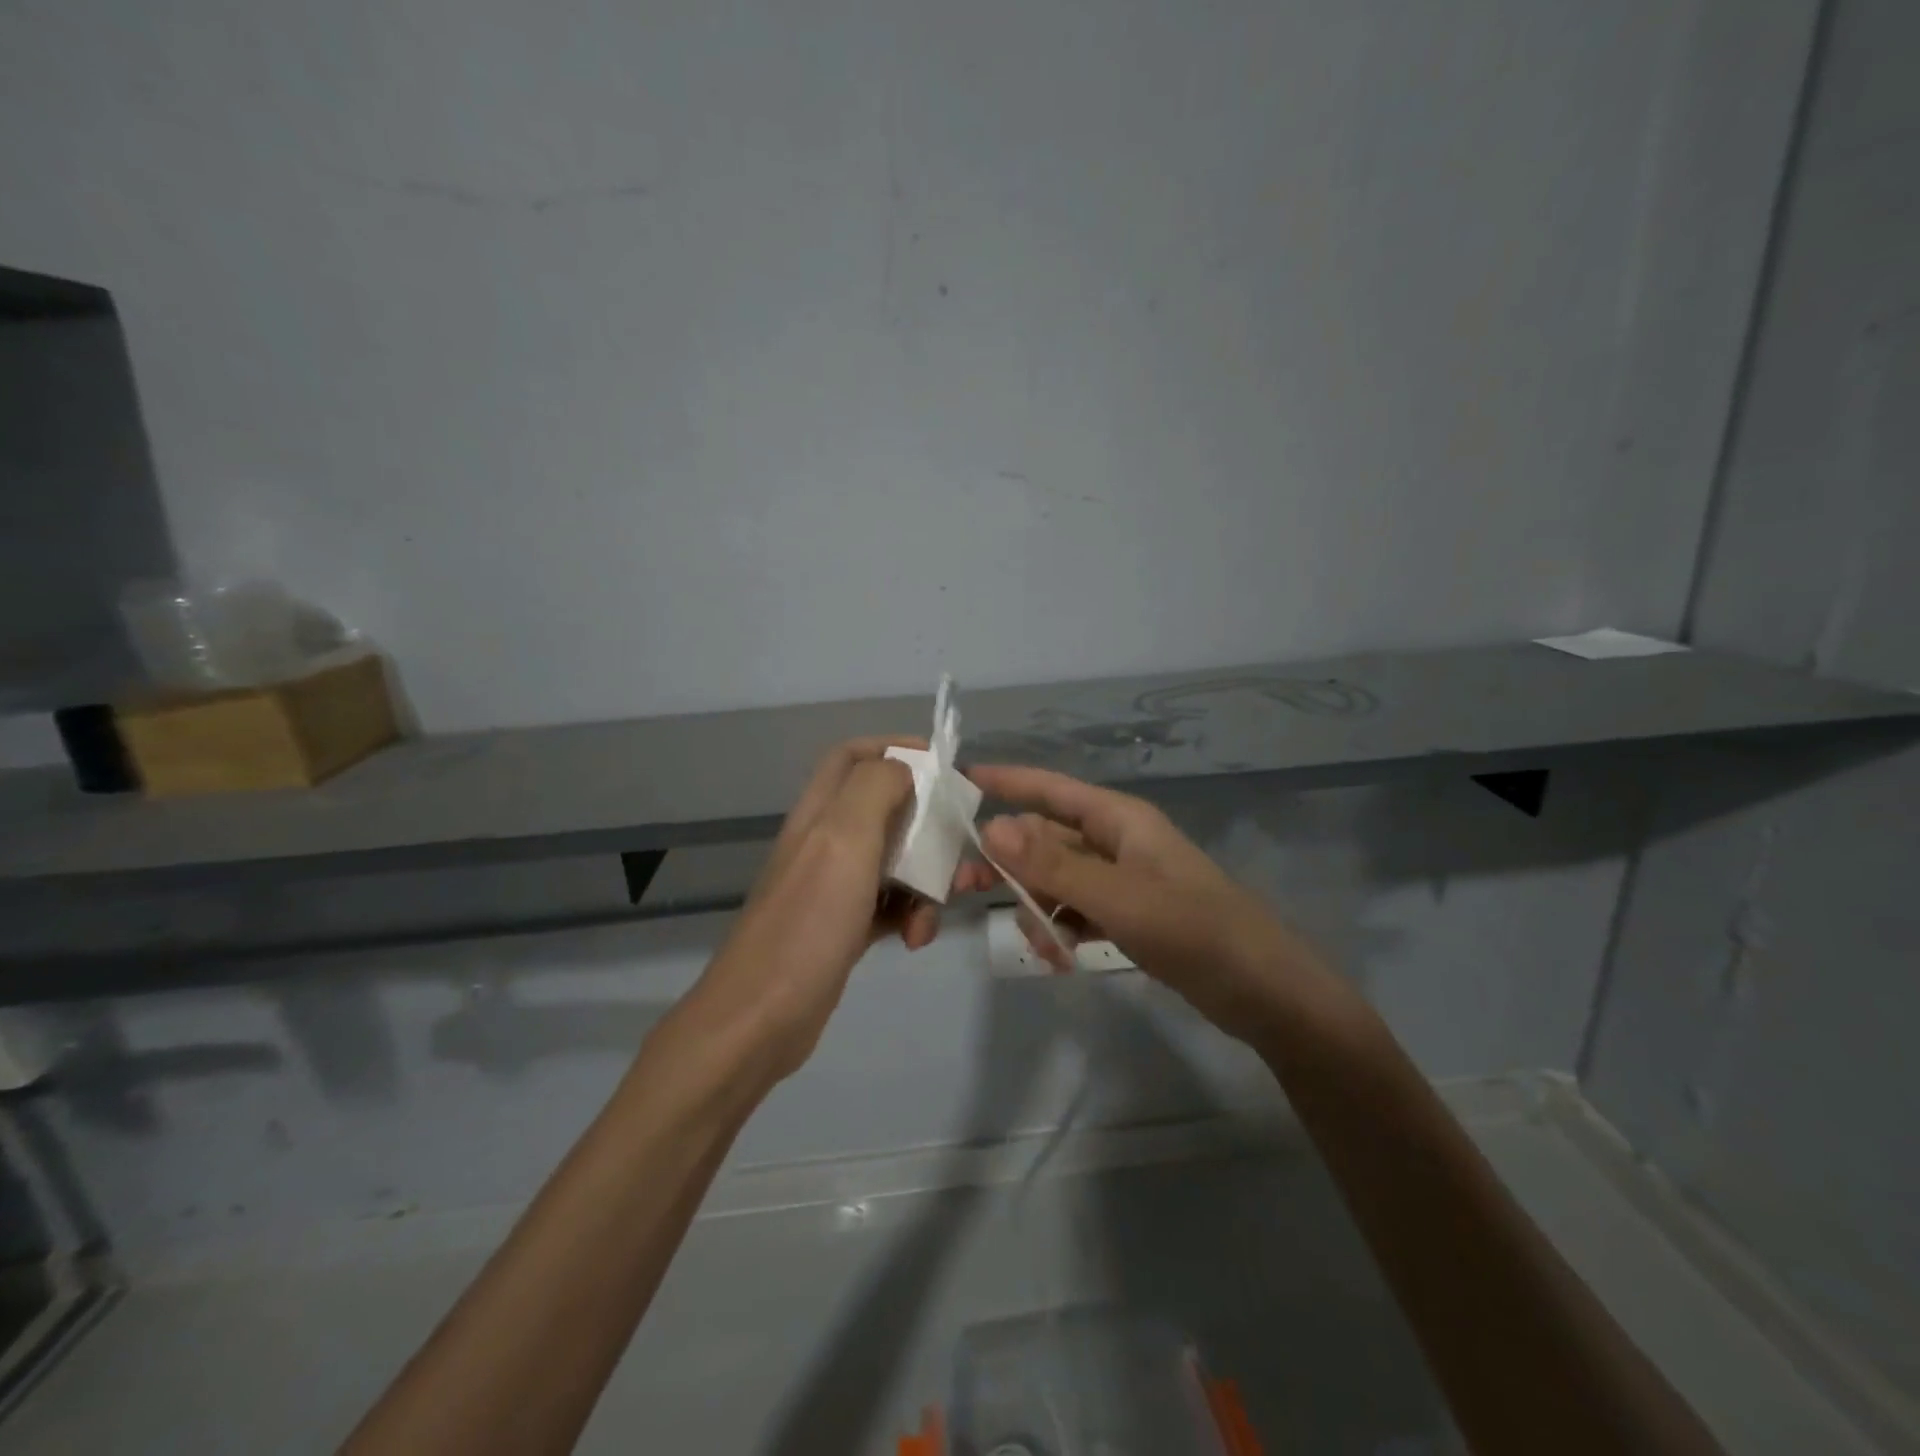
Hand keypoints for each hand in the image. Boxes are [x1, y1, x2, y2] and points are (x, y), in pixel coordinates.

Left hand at [686, 738, 938, 1083]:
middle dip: (928, 825)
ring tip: (937, 909)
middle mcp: (825, 841)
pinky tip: (916, 939)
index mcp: (821, 811)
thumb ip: (875, 788)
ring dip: (926, 879)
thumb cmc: (807, 922)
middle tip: (958, 849)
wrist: (761, 1019)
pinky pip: (889, 905)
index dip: (896, 748)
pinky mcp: (843, 927)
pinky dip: (910, 915)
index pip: (855, 755)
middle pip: (886, 809)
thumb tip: (906, 768)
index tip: (943, 767)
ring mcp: (833, 886)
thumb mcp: (843, 838)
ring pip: (895, 861)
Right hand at [960, 765, 1328, 1045]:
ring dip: (1037, 907)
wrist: (1264, 991)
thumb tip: (990, 828)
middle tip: (963, 888)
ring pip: (1056, 879)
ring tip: (1045, 947)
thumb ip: (1053, 865)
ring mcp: (1121, 879)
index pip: (1050, 788)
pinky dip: (1061, 928)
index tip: (958, 782)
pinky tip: (1062, 957)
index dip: (1005, 782)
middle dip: (1008, 863)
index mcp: (1118, 820)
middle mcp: (1115, 842)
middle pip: (1044, 838)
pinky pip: (1075, 910)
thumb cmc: (1195, 931)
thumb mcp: (1119, 898)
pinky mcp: (1127, 914)